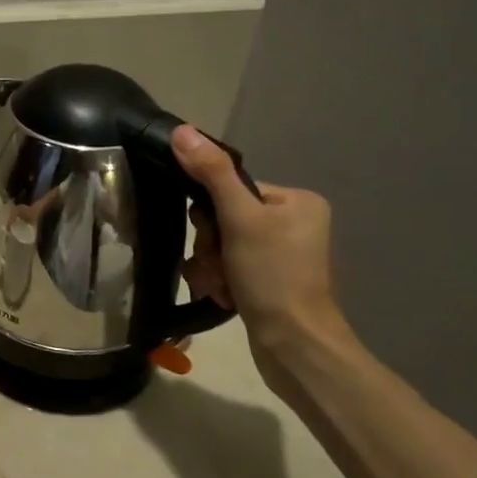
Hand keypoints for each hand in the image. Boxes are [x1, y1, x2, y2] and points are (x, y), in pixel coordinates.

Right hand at [170, 126, 350, 379]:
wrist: (293, 347)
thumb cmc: (273, 276)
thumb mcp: (240, 220)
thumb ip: (211, 174)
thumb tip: (181, 130)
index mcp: (296, 201)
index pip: (231, 189)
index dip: (212, 215)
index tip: (217, 238)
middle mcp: (293, 223)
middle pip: (223, 219)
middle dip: (212, 246)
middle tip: (222, 266)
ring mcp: (281, 255)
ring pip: (220, 245)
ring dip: (211, 266)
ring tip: (224, 287)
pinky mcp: (268, 281)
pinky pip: (228, 266)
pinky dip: (219, 281)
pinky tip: (226, 298)